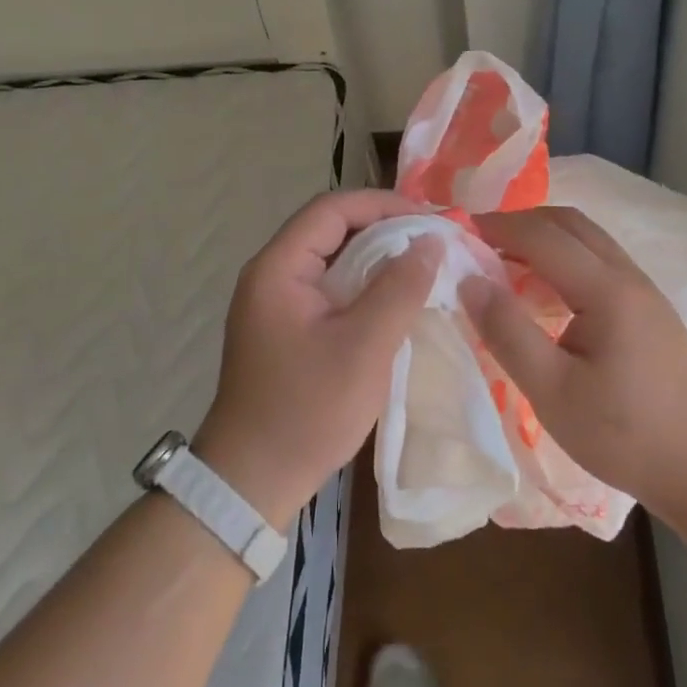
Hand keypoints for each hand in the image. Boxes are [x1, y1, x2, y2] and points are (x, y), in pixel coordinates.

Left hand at [196, 190, 437, 524]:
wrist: (253, 481)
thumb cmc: (307, 410)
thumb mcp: (363, 347)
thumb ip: (398, 289)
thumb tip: (430, 242)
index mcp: (278, 268)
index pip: (332, 209)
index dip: (383, 205)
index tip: (431, 220)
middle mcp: (271, 275)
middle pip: (331, 230)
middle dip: (384, 229)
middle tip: (434, 241)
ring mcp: (276, 303)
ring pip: (333, 260)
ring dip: (377, 259)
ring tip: (424, 266)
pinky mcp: (287, 328)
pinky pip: (330, 289)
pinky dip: (364, 286)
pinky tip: (396, 300)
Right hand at [458, 206, 686, 516]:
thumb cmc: (624, 435)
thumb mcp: (553, 392)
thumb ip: (508, 333)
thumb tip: (469, 281)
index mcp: (606, 290)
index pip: (543, 236)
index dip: (498, 227)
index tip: (458, 231)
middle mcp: (628, 276)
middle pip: (569, 223)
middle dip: (520, 223)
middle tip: (478, 242)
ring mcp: (644, 289)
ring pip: (587, 239)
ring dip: (543, 237)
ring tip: (503, 262)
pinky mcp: (648, 308)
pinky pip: (598, 261)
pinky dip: (562, 257)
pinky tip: (543, 291)